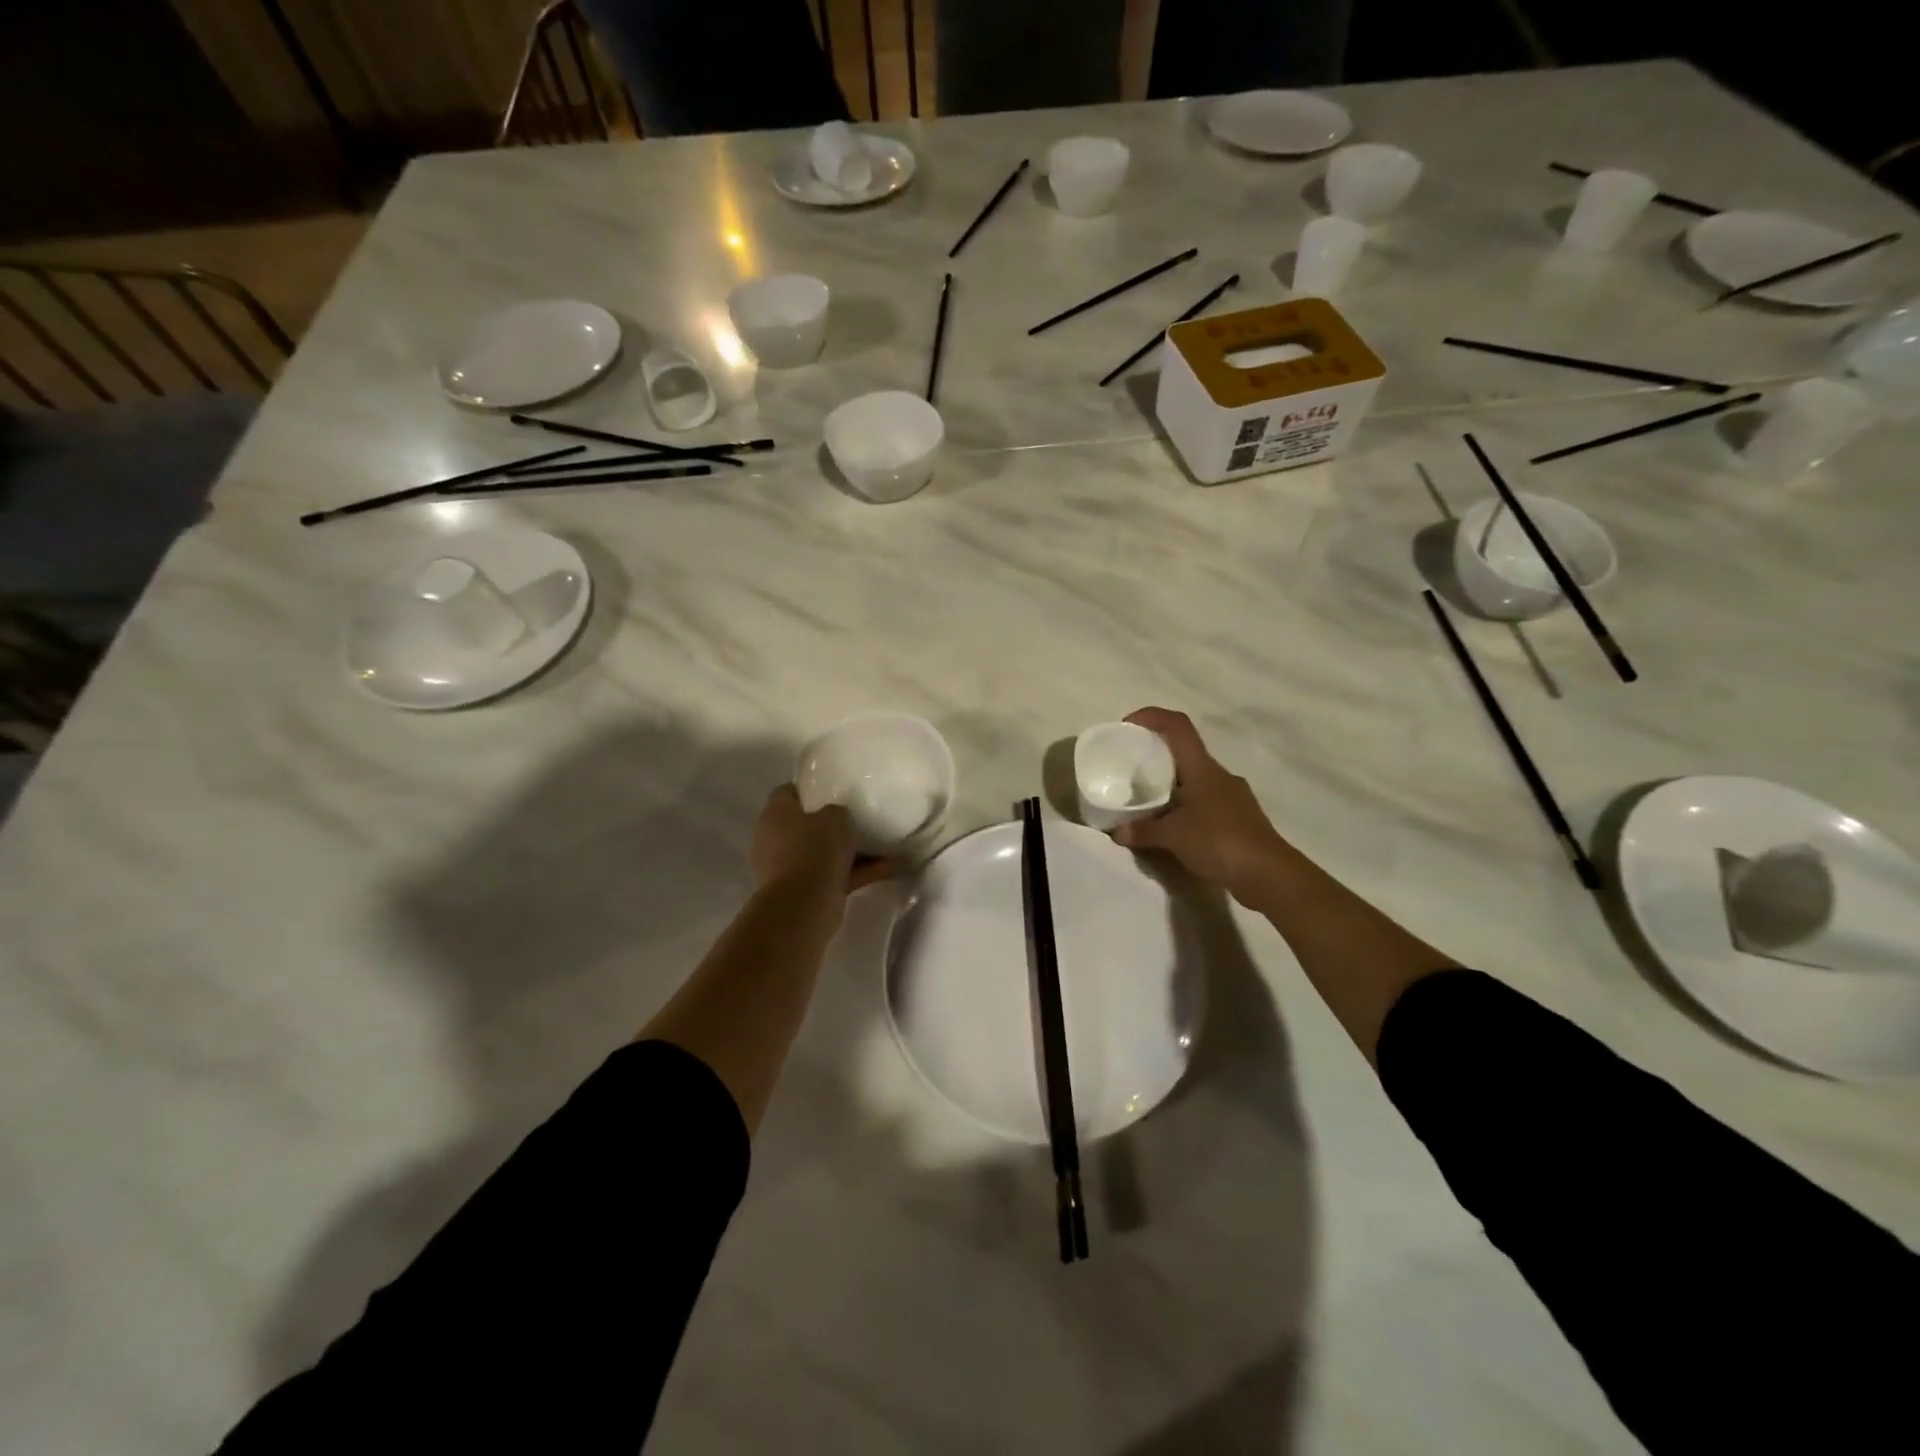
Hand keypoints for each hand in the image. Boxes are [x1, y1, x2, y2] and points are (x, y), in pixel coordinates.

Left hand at [750, 785, 894, 897]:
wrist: (802, 907)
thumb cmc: (814, 850)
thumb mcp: (835, 817)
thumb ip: (838, 812)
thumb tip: (837, 818)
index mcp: (775, 814)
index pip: (789, 792)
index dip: (813, 788)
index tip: (838, 789)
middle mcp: (776, 839)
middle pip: (808, 825)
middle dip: (834, 824)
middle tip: (862, 817)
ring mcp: (789, 868)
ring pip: (825, 853)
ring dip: (853, 851)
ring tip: (887, 844)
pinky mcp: (805, 891)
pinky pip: (836, 875)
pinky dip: (859, 872)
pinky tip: (892, 868)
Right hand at [1110, 708, 1286, 905]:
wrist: (1269, 874)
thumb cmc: (1219, 840)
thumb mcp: (1173, 836)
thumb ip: (1143, 830)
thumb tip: (1117, 831)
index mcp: (1202, 767)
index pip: (1177, 726)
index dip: (1152, 716)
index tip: (1127, 726)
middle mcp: (1218, 775)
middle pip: (1183, 752)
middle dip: (1155, 755)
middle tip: (1129, 769)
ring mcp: (1231, 796)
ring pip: (1194, 779)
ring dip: (1169, 785)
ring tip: (1145, 802)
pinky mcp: (1238, 818)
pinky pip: (1203, 803)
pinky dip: (1183, 808)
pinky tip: (1171, 828)